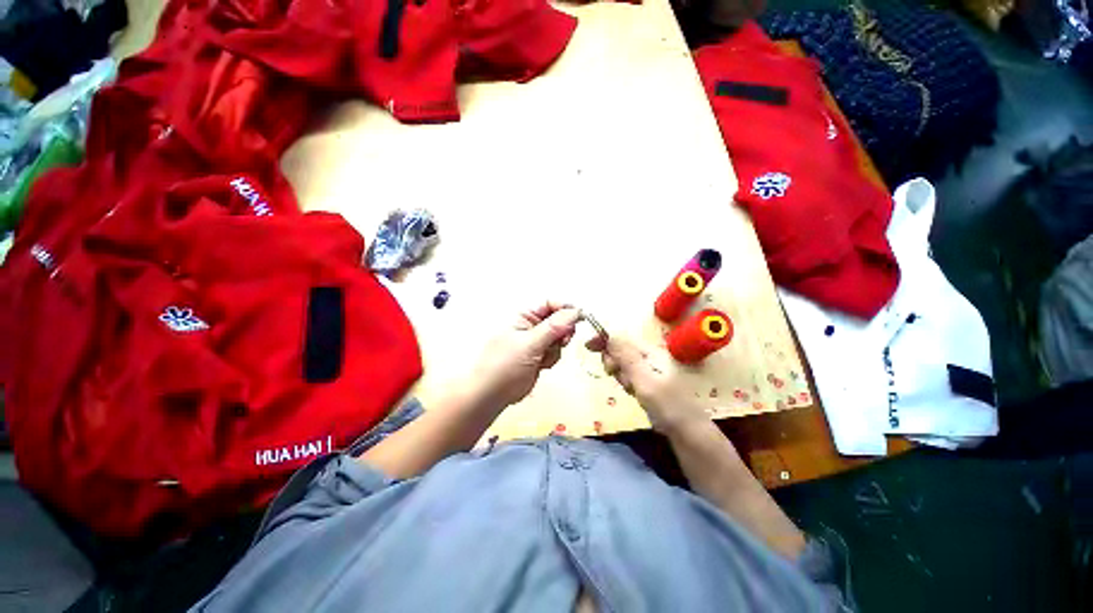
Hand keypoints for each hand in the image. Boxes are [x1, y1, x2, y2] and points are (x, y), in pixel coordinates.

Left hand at [471, 302, 581, 407]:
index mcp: (524, 316)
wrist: (491, 395)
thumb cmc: (504, 366)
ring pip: (559, 337)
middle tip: (561, 341)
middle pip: (558, 320)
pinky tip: (542, 365)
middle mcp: (531, 326)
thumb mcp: (530, 344)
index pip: (550, 304)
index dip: (565, 308)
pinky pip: (555, 351)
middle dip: (562, 331)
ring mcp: (535, 342)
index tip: (579, 317)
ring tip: (544, 358)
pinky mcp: (539, 356)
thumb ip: (553, 327)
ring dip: (556, 348)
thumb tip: (575, 312)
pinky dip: (552, 358)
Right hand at [586, 335, 710, 435]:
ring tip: (630, 388)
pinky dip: (626, 383)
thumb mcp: (644, 379)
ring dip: (620, 375)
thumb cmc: (667, 405)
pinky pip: (629, 377)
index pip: (622, 338)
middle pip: (620, 351)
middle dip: (613, 361)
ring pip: (623, 365)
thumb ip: (626, 357)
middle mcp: (649, 357)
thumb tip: (609, 335)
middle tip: (613, 373)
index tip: (588, 346)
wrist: (687, 433)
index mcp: (651, 351)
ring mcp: (648, 371)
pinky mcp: (647, 383)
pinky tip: (633, 393)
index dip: (604, 339)